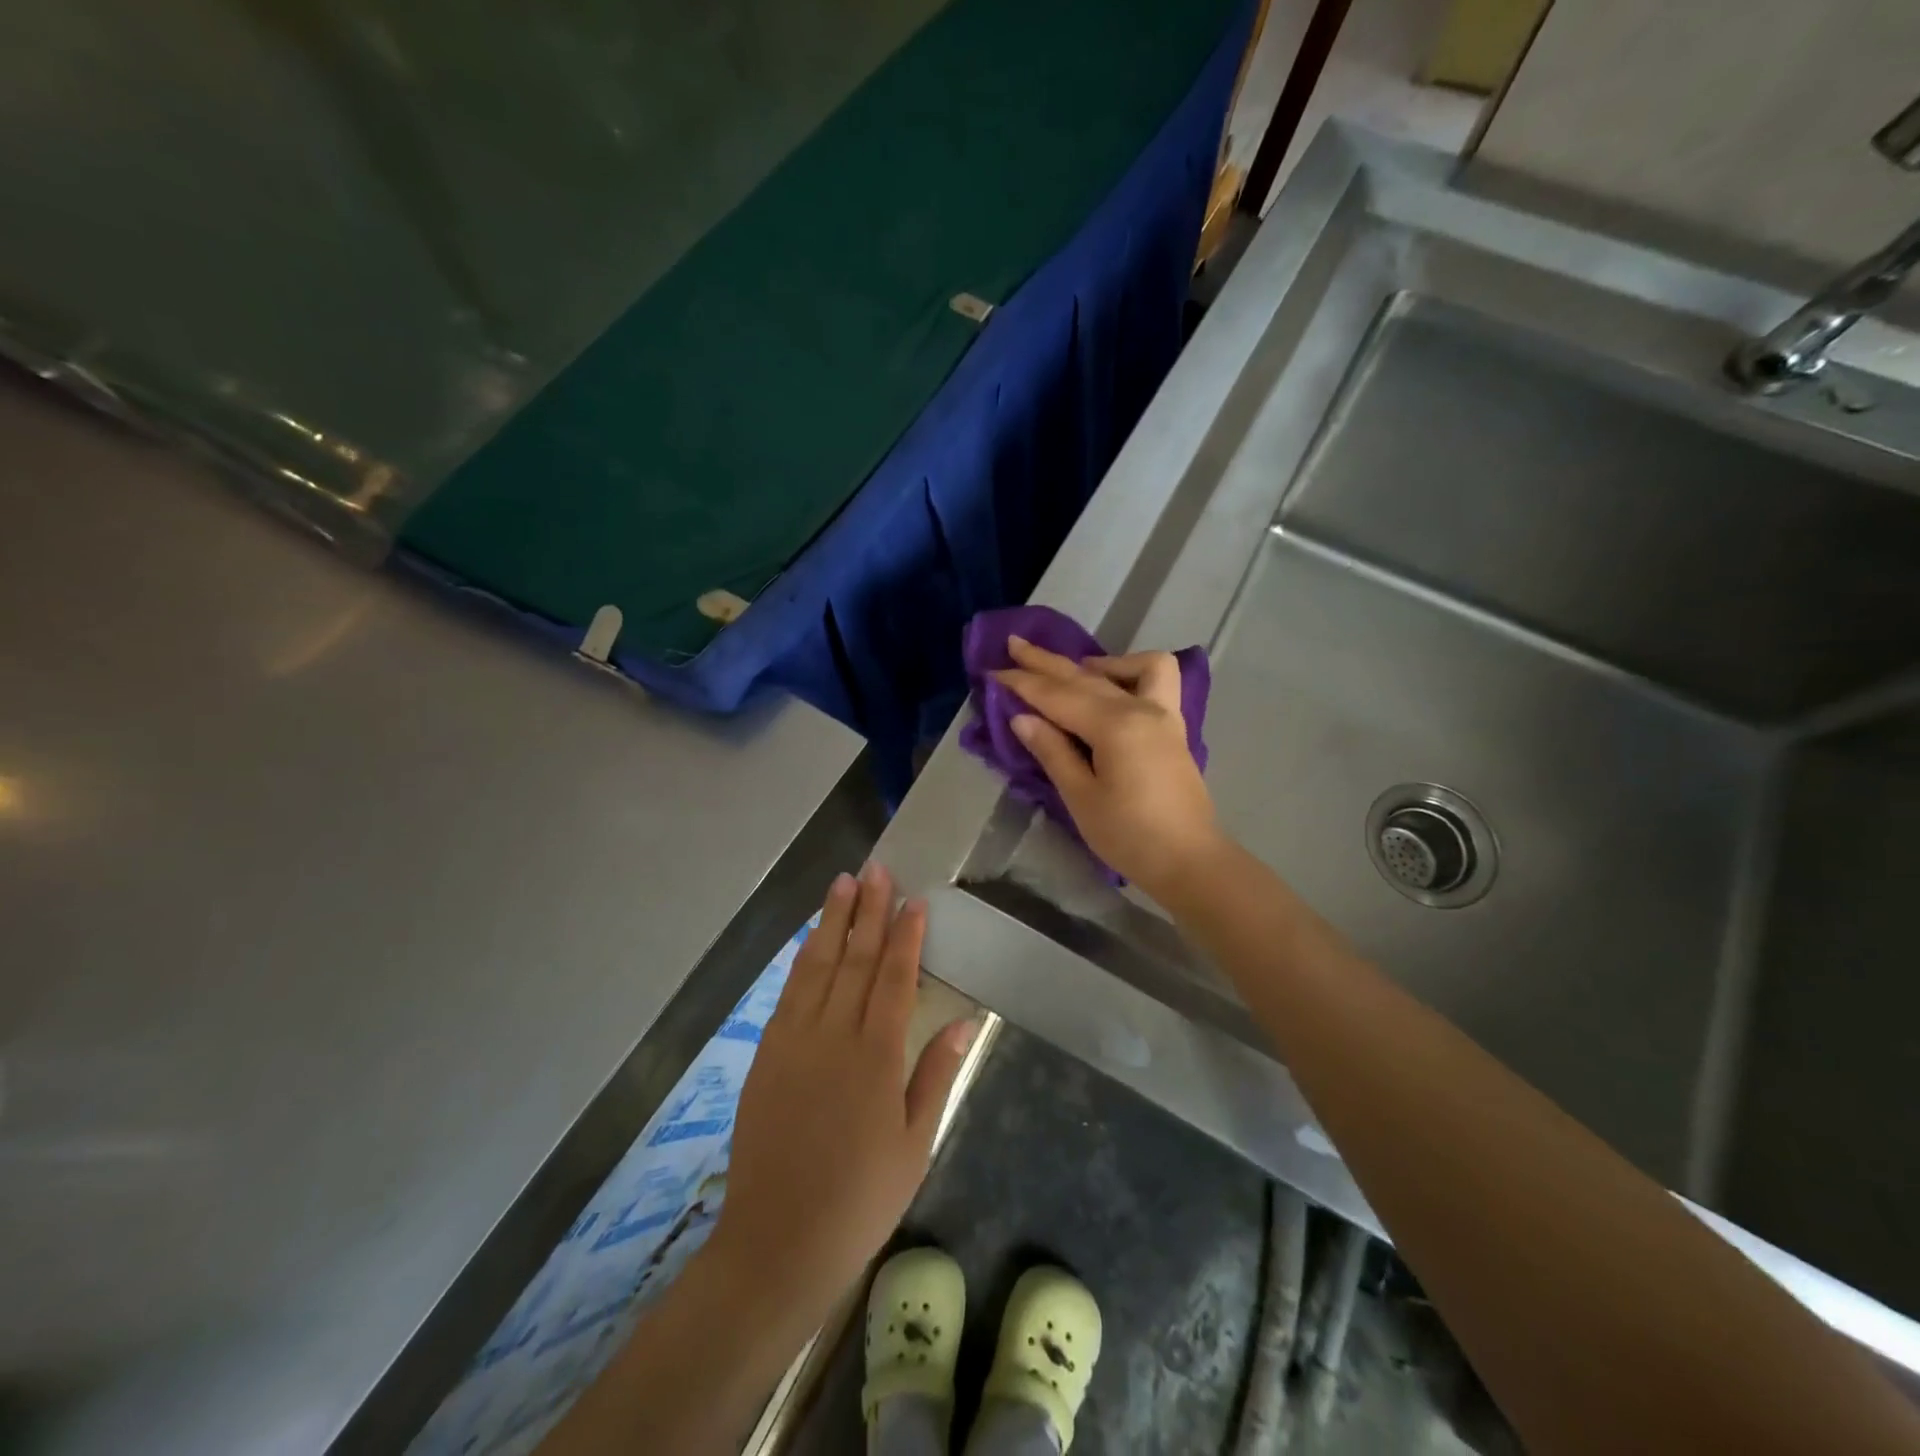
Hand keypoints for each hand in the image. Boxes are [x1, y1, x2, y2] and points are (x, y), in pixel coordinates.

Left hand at [706, 864, 975, 1328]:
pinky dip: (802, 959)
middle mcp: (833, 1035)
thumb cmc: (860, 1199)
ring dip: (831, 921)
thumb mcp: (915, 1143)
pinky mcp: (766, 1055)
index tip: (913, 899)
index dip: (905, 935)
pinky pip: (788, 992)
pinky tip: (809, 939)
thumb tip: (965, 1019)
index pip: (893, 977)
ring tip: (841, 883)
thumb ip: (937, 1073)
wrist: (777, 1242)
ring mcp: (793, 1041)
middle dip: (867, 910)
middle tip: (875, 869)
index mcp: (876, 1056)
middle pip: (854, 958)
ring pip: (816, 966)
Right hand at [993, 634, 1221, 900]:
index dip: (1023, 683)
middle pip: (1086, 676)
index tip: (993, 670)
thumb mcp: (1081, 798)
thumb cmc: (1129, 836)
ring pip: (1128, 668)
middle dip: (1046, 662)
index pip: (1058, 696)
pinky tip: (1111, 686)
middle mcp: (1141, 708)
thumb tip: (1022, 718)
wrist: (1189, 861)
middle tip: (1014, 645)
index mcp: (1115, 726)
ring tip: (1069, 670)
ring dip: (1095, 662)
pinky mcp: (1173, 727)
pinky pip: (1155, 680)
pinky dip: (1130, 673)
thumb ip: (1053, 751)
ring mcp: (1163, 714)